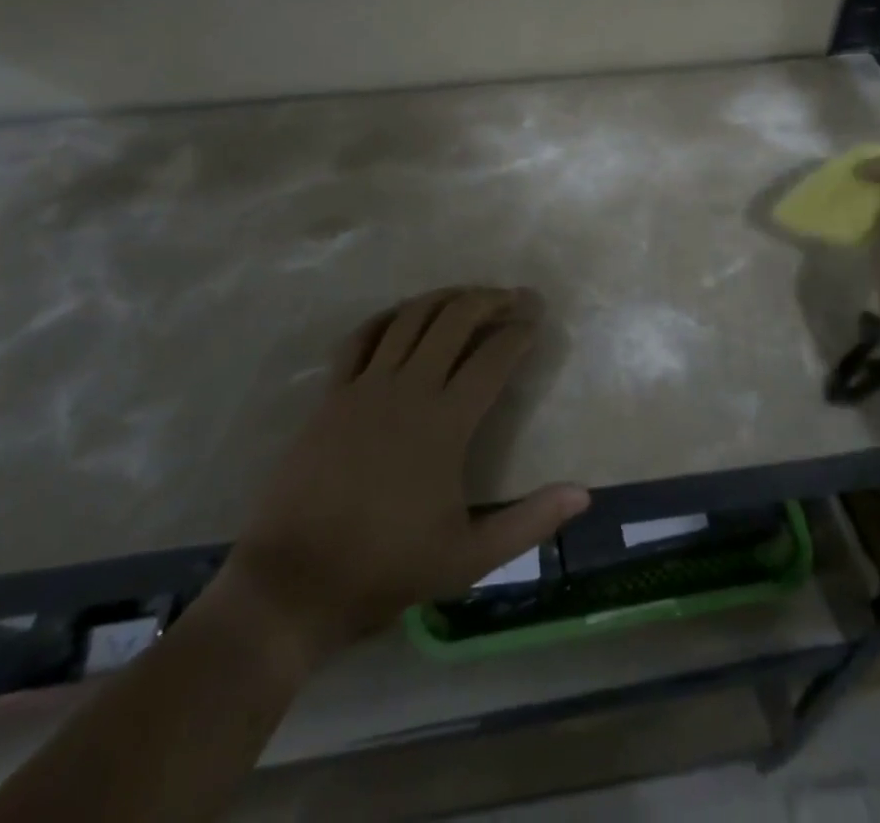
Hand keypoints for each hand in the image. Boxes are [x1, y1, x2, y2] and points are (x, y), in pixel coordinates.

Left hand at [220, 288, 589, 655]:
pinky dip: (387, 317)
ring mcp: (365, 387)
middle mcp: (408, 389)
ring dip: (444, 298)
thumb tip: (584, 495)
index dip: (519, 332)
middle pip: (454, 321)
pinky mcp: (332, 395)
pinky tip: (402, 315)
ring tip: (468, 295)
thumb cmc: (387, 568)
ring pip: (410, 318)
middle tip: (513, 296)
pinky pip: (361, 338)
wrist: (294, 584)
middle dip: (489, 300)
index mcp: (446, 423)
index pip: (493, 358)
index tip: (536, 319)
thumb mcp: (469, 558)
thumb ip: (530, 523)